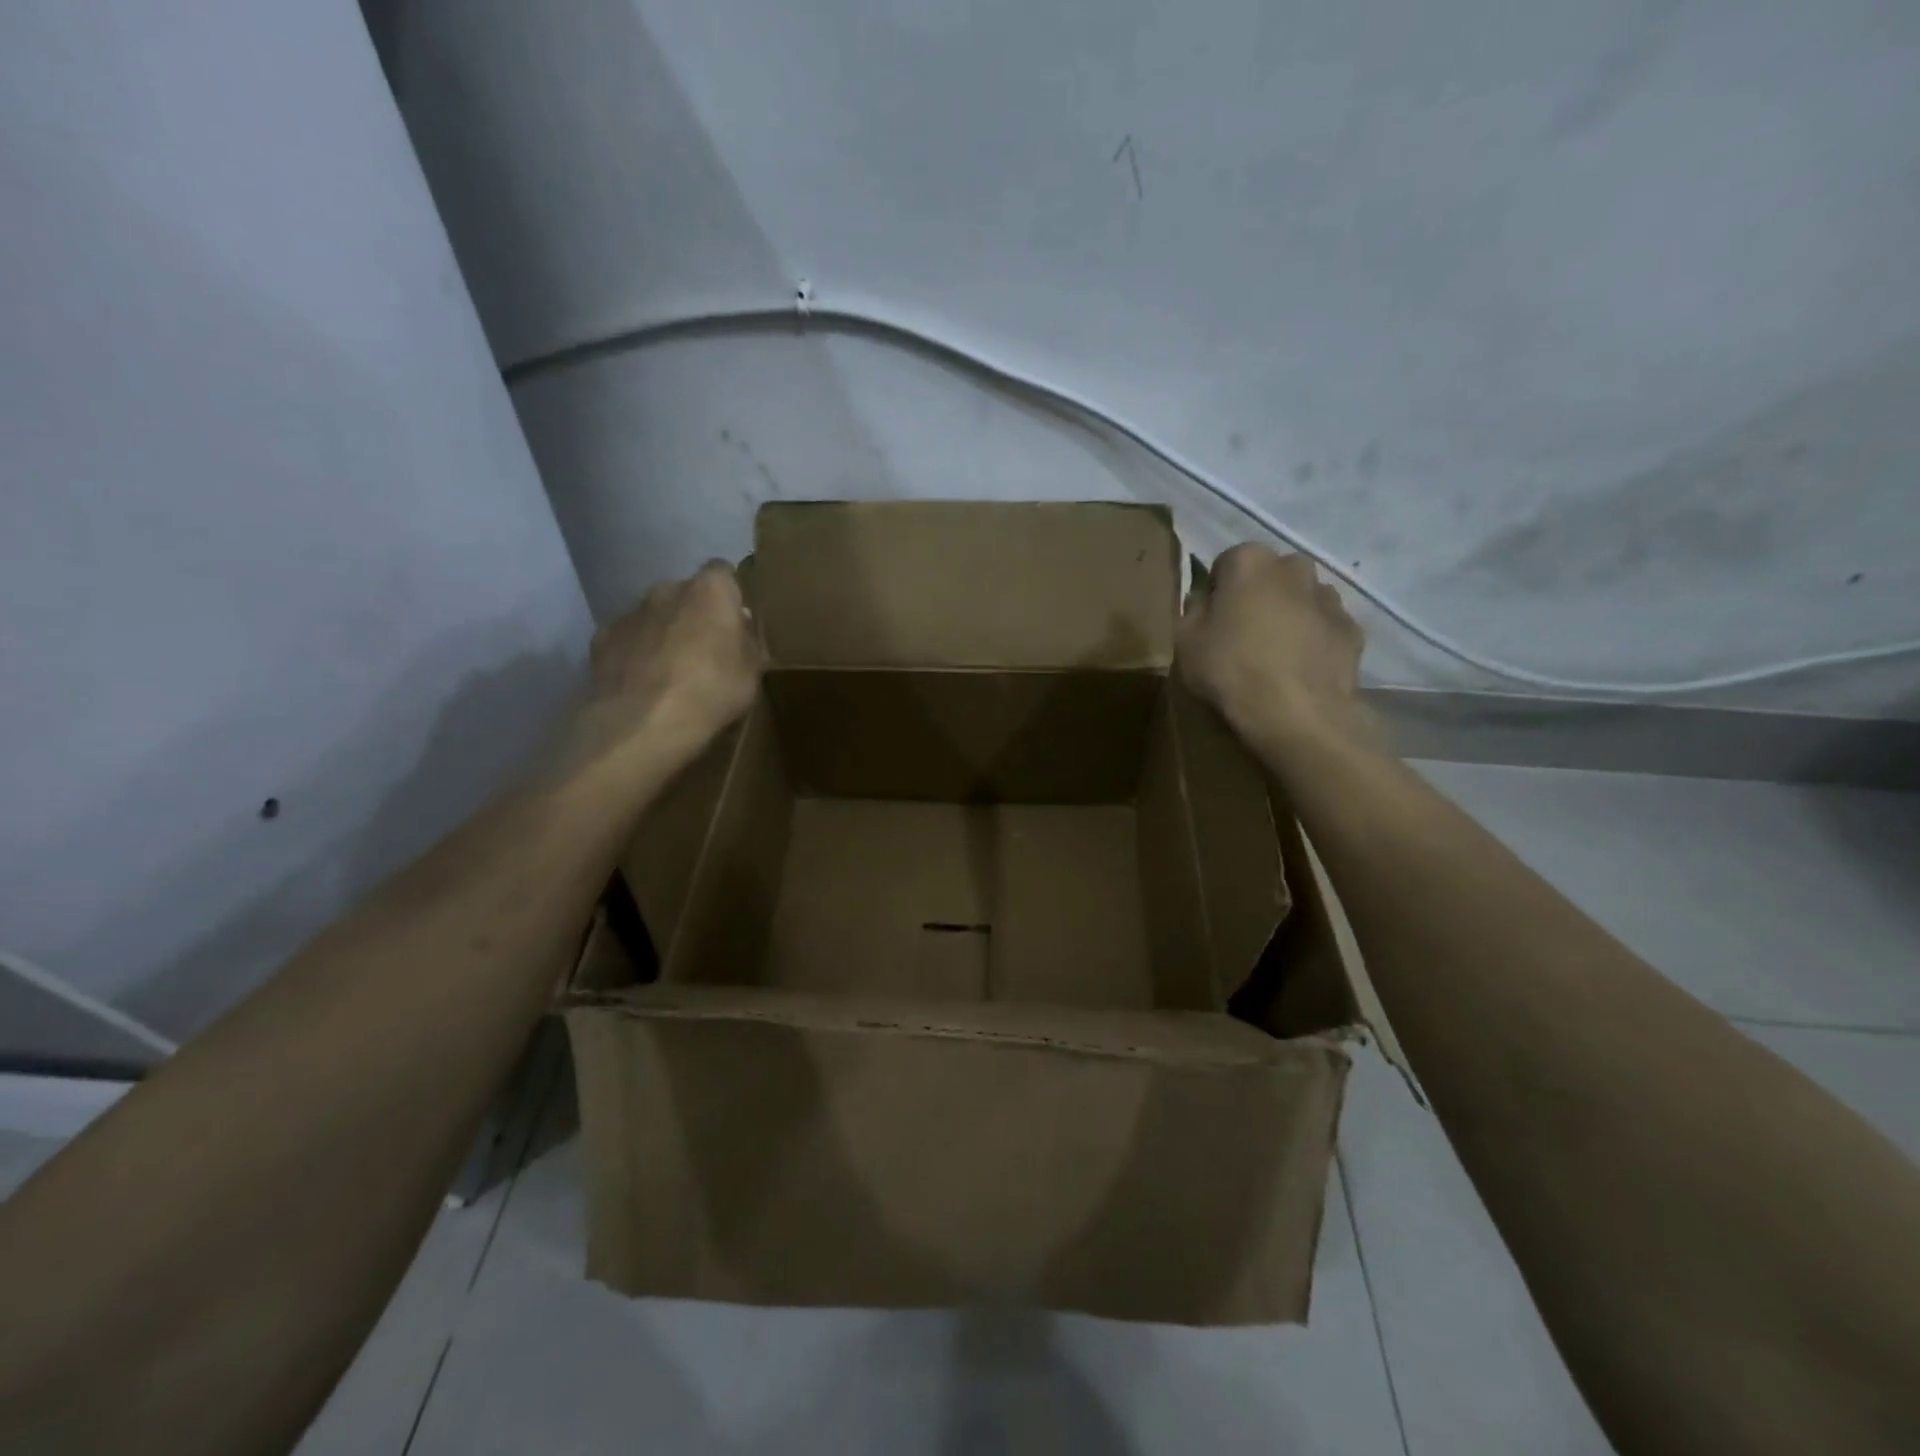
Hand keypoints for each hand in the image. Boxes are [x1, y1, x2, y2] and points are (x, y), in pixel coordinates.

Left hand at [570, 562, 763, 784]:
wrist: (644, 722)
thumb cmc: (712, 691)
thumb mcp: (752, 672)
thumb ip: (747, 642)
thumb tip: (739, 628)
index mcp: (710, 590)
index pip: (723, 573)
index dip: (729, 595)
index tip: (734, 622)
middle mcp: (668, 589)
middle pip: (685, 594)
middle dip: (694, 614)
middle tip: (704, 650)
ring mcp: (631, 612)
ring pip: (654, 615)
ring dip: (663, 633)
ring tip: (670, 672)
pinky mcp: (602, 637)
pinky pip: (627, 639)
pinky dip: (635, 653)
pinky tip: (642, 682)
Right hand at [1176, 544, 1374, 762]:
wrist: (1298, 714)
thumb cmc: (1231, 671)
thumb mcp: (1184, 641)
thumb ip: (1192, 611)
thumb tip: (1205, 601)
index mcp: (1250, 562)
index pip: (1226, 564)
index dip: (1216, 593)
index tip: (1211, 623)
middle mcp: (1294, 567)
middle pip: (1268, 577)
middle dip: (1256, 597)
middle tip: (1241, 636)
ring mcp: (1330, 598)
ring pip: (1300, 599)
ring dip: (1287, 616)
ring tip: (1273, 657)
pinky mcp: (1353, 630)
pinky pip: (1323, 628)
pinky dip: (1312, 640)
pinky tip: (1299, 670)